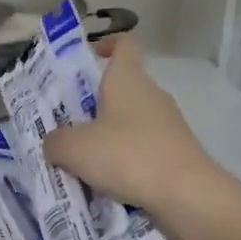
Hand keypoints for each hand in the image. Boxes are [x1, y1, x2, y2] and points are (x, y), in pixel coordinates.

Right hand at [42, 37, 215, 209]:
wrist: (186, 195)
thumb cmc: (127, 155)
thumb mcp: (75, 149)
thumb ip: (56, 141)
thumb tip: (54, 143)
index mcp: (128, 79)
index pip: (123, 45)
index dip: (106, 45)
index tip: (89, 57)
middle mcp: (151, 94)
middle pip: (122, 87)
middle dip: (95, 102)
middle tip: (67, 122)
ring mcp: (168, 124)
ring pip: (131, 121)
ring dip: (109, 135)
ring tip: (82, 159)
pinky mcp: (176, 152)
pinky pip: (143, 149)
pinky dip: (126, 160)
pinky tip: (107, 182)